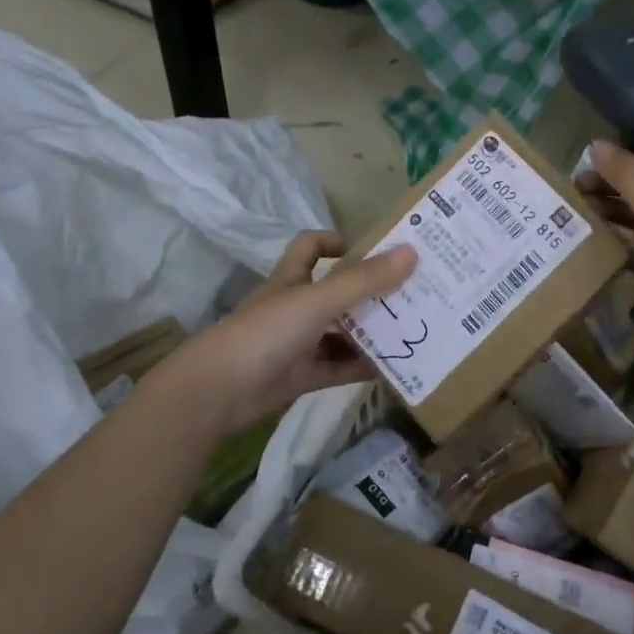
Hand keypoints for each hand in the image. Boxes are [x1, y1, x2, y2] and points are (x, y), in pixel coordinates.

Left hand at [153, 231, 417, 436]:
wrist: (220, 390)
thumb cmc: (268, 331)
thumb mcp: (320, 299)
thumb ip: (365, 279)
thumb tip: (412, 252)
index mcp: (294, 278)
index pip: (312, 246)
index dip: (338, 242)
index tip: (373, 251)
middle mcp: (296, 306)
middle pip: (337, 291)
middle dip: (371, 292)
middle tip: (413, 293)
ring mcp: (298, 343)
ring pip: (341, 332)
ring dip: (371, 332)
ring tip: (413, 330)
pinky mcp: (302, 376)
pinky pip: (339, 368)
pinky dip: (363, 366)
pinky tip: (394, 367)